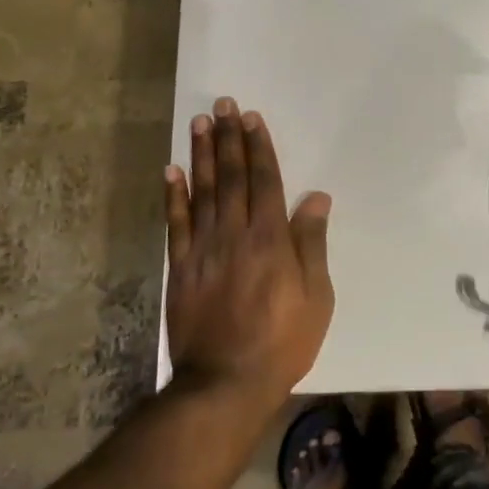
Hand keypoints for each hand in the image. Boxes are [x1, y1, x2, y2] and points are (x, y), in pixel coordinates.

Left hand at [163, 97, 333, 411]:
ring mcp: (203, 250)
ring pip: (201, 192)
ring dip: (201, 155)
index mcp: (270, 239)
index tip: (251, 118)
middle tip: (223, 105)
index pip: (264, 181)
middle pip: (231, 177)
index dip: (258, 147)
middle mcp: (234, 234)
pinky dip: (173, 196)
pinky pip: (175, 224)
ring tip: (199, 123)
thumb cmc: (283, 340)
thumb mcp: (316, 295)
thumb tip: (315, 196)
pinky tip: (171, 170)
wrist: (225, 383)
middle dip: (229, 139)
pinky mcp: (180, 269)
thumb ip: (312, 242)